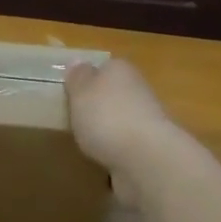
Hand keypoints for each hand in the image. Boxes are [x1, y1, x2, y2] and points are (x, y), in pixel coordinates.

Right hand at [63, 58, 180, 196]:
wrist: (146, 157)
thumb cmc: (106, 117)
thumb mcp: (81, 92)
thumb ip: (77, 78)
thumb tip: (77, 61)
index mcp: (120, 69)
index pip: (103, 67)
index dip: (86, 79)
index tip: (70, 95)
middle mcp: (137, 89)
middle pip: (112, 93)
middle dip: (98, 106)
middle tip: (74, 121)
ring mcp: (147, 119)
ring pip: (121, 119)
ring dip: (108, 129)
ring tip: (85, 144)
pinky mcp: (150, 146)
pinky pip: (127, 143)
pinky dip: (117, 150)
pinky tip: (103, 160)